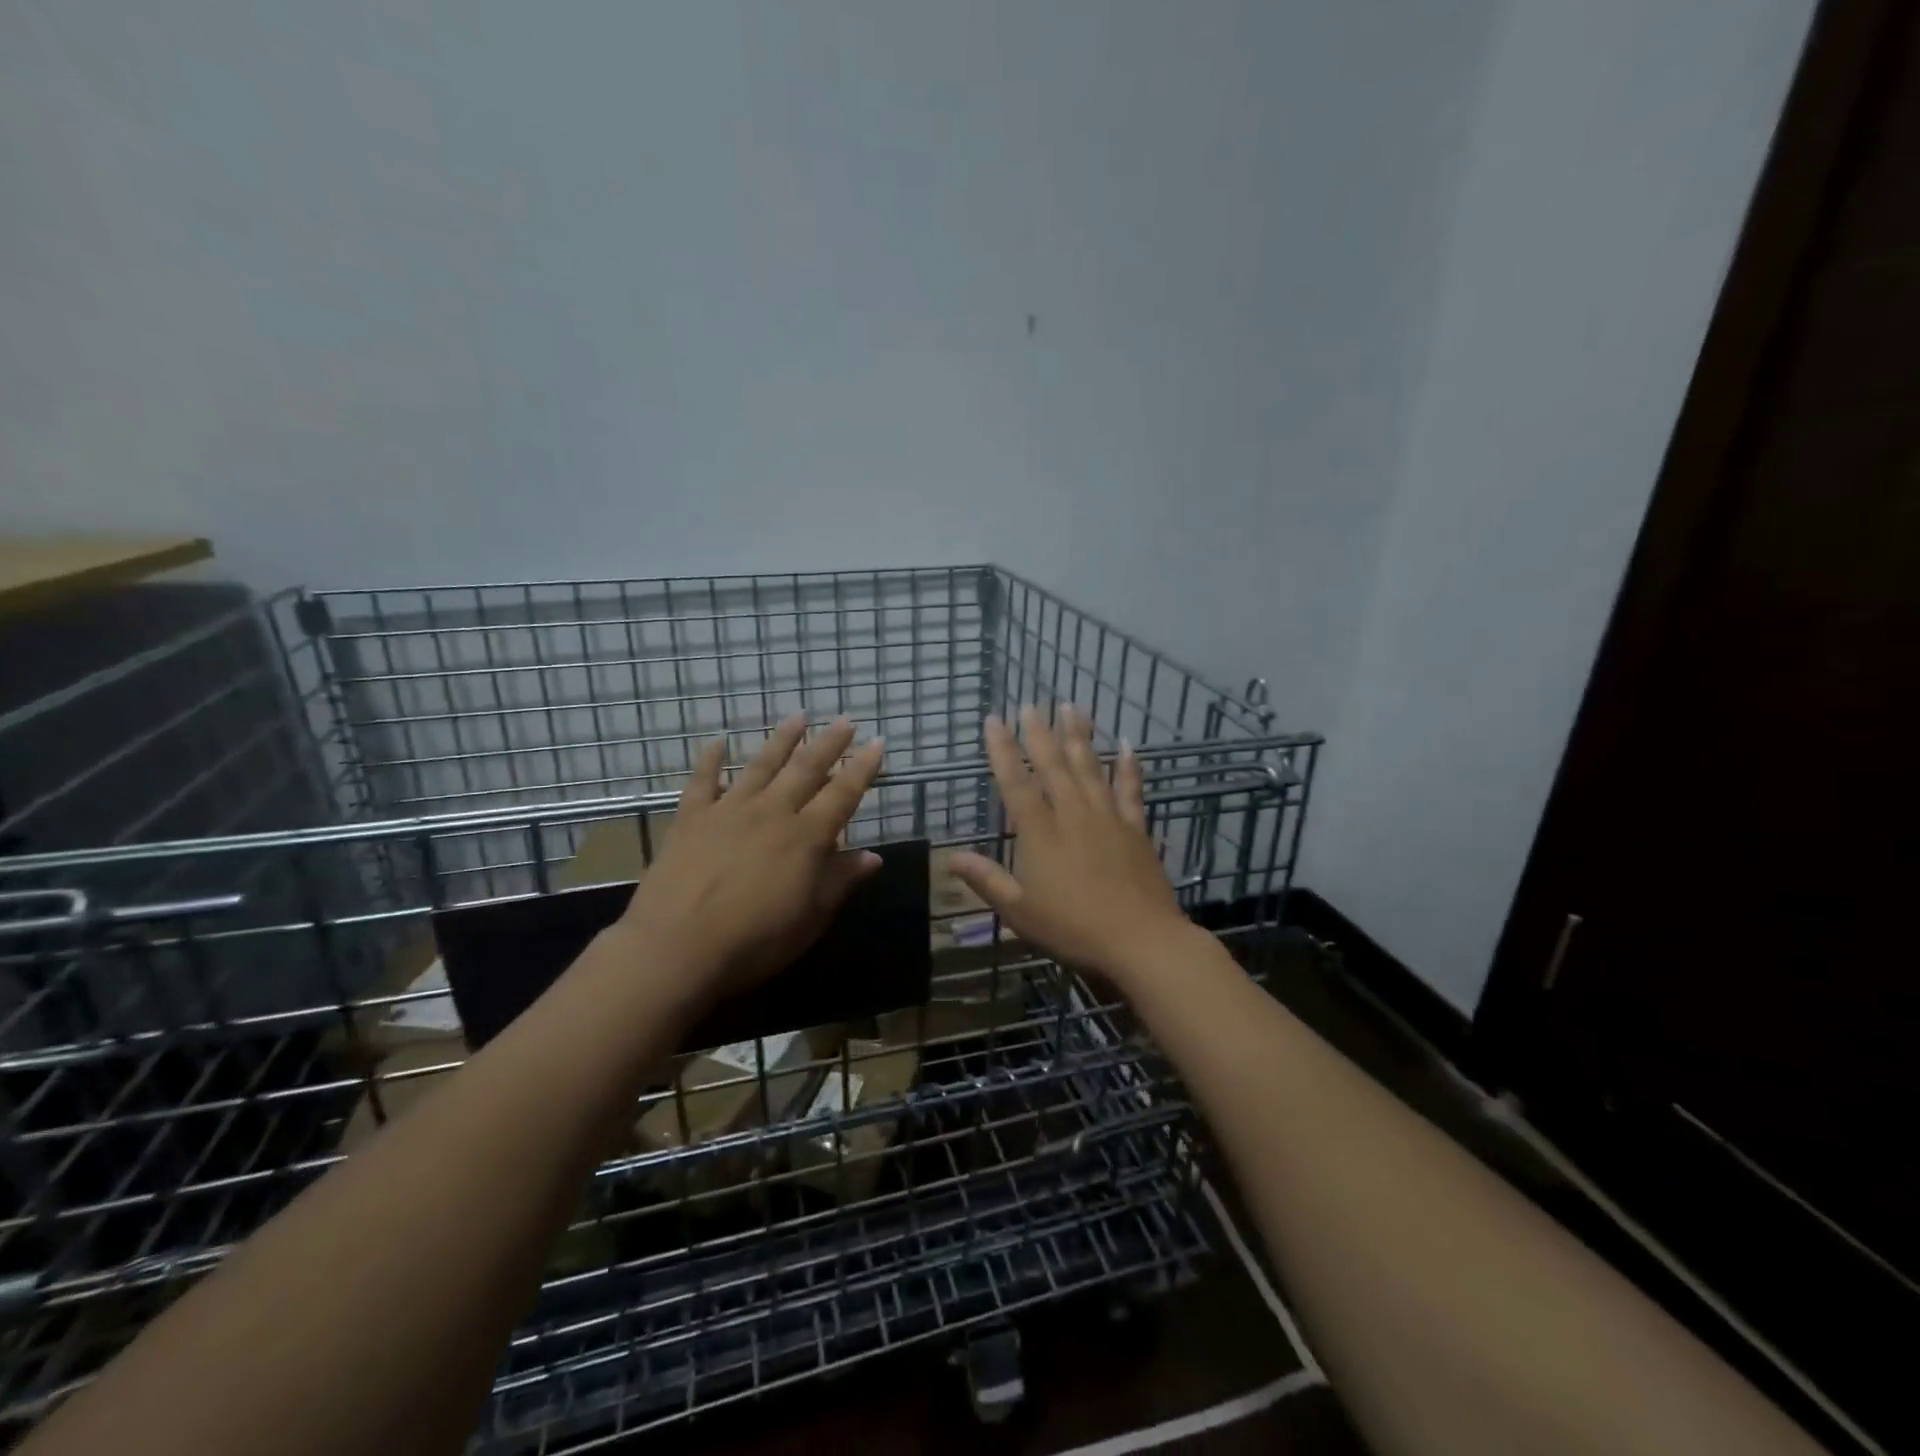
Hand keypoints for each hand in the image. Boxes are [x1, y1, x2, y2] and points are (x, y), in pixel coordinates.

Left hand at [618, 714, 884, 1005]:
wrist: (677, 947)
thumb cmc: (755, 940)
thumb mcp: (811, 918)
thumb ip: (841, 881)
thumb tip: (873, 856)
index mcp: (806, 837)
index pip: (843, 793)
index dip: (863, 768)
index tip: (877, 743)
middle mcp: (772, 812)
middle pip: (806, 769)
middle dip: (829, 742)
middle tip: (844, 719)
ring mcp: (729, 810)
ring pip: (762, 765)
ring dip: (782, 739)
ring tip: (798, 715)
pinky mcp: (692, 819)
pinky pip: (703, 781)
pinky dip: (710, 759)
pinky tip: (717, 741)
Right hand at [950, 705, 1197, 988]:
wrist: (1141, 940)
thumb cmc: (1073, 928)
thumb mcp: (1020, 912)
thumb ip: (987, 880)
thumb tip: (952, 858)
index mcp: (1040, 833)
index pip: (1016, 783)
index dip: (1002, 750)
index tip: (994, 720)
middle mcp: (1072, 814)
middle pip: (1053, 765)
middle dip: (1038, 732)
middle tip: (1030, 704)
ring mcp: (1108, 817)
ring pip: (1090, 767)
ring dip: (1078, 735)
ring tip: (1071, 706)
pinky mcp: (1135, 828)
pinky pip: (1130, 789)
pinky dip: (1128, 765)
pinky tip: (1125, 744)